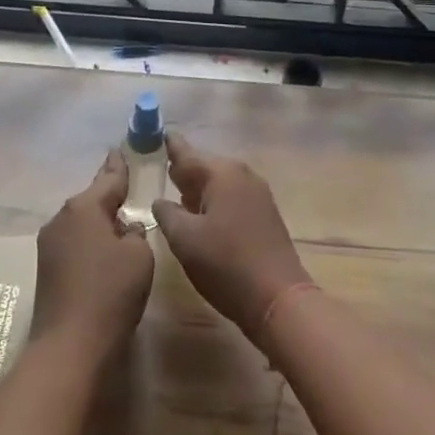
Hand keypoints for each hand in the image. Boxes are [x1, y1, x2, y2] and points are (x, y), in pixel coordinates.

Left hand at [29, 150, 153, 358]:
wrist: (69, 346)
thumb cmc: (110, 293)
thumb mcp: (139, 256)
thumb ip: (136, 233)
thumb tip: (125, 229)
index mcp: (84, 206)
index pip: (108, 177)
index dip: (118, 165)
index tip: (120, 149)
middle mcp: (62, 217)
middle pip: (91, 199)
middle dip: (109, 196)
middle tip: (127, 189)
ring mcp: (49, 243)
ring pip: (81, 222)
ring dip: (98, 222)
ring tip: (119, 225)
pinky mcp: (46, 268)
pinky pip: (74, 242)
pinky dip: (89, 242)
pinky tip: (102, 254)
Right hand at [151, 135, 311, 340]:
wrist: (279, 299)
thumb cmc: (226, 265)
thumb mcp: (185, 240)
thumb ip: (167, 213)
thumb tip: (160, 201)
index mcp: (221, 173)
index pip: (187, 152)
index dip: (169, 145)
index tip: (154, 134)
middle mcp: (242, 175)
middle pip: (204, 165)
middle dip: (183, 170)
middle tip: (159, 168)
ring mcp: (257, 194)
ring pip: (219, 183)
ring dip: (198, 188)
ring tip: (176, 192)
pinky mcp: (265, 214)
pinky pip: (232, 197)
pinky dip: (214, 201)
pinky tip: (201, 215)